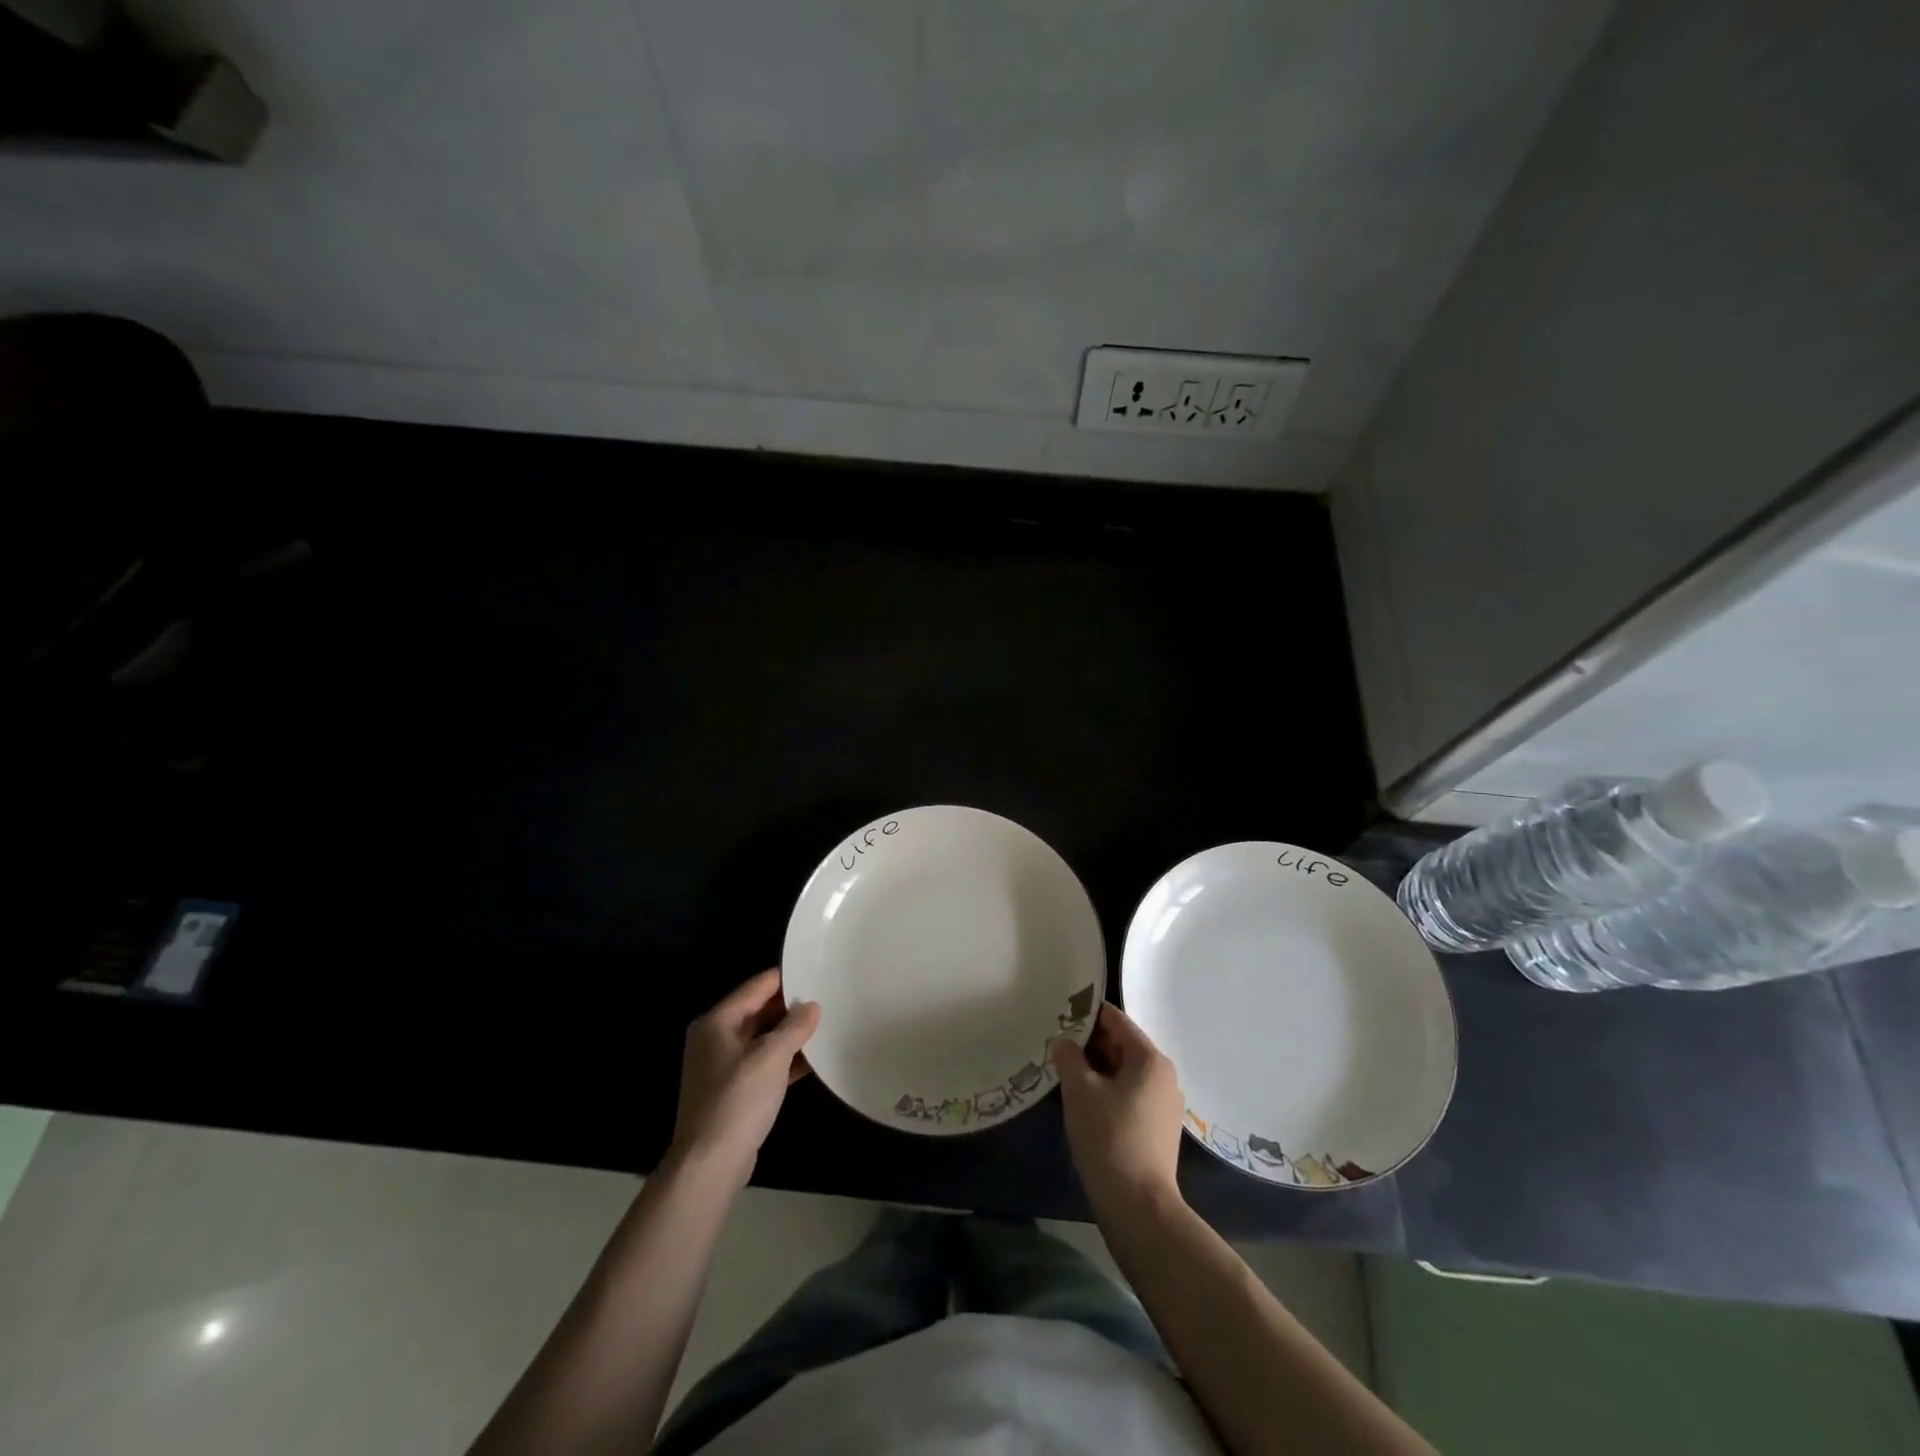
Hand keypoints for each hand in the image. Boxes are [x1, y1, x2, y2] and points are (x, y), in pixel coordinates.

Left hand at [671, 969, 820, 1185]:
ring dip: (791, 1035)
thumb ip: (794, 1026)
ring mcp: (723, 1067)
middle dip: (791, 1007)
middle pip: (759, 1011)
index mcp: (717, 1022)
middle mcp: (716, 1039)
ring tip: (826, 1025)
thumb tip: (812, 1006)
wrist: (710, 1165)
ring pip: (763, 1039)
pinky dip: (785, 1061)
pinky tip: (815, 1060)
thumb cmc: (738, 1100)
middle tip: (827, 997)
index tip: (816, 971)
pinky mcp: (734, 1092)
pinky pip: (764, 1065)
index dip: (786, 978)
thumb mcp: (771, 1056)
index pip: (756, 986)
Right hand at [1051, 1003, 1185, 1212]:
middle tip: (1057, 1045)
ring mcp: (1165, 1104)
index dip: (1086, 1014)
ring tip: (1066, 1072)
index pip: (1116, 1020)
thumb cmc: (1109, 1137)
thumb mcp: (1080, 1090)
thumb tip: (1063, 1042)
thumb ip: (1069, 1057)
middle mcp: (1164, 1075)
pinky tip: (1084, 1101)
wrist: (1139, 1206)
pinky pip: (1130, 1094)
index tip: (1060, 1014)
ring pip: (1125, 1072)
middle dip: (1090, 1043)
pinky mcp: (1159, 1128)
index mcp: (1150, 1059)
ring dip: (1097, 1069)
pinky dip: (1108, 1090)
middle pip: (1122, 1045)